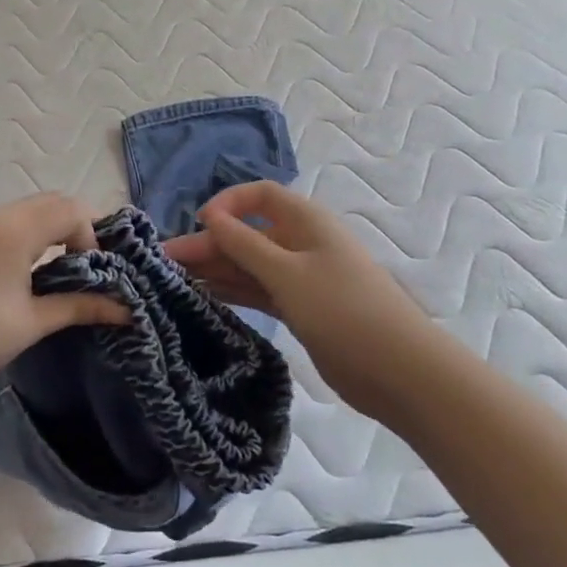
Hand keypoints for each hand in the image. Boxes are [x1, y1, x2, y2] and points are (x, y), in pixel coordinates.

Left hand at [0, 193, 126, 395]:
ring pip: (30, 209)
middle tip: (89, 266)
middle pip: (51, 201)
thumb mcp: (31, 323)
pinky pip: (9, 220)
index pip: (71, 210)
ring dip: (53, 229)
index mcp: (14, 230)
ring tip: (63, 269)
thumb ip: (79, 307)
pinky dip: (31, 233)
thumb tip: (126, 310)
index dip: (93, 236)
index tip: (95, 273)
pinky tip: (30, 269)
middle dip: (77, 227)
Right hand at [168, 183, 431, 384]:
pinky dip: (233, 292)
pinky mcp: (300, 308)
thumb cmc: (342, 309)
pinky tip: (204, 297)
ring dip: (216, 269)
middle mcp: (301, 243)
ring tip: (174, 280)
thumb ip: (243, 244)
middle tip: (166, 262)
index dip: (228, 203)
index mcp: (305, 221)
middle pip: (248, 233)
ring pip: (250, 265)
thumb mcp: (286, 273)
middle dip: (210, 244)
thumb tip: (210, 216)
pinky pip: (258, 290)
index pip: (260, 195)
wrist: (399, 371)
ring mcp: (301, 277)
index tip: (199, 223)